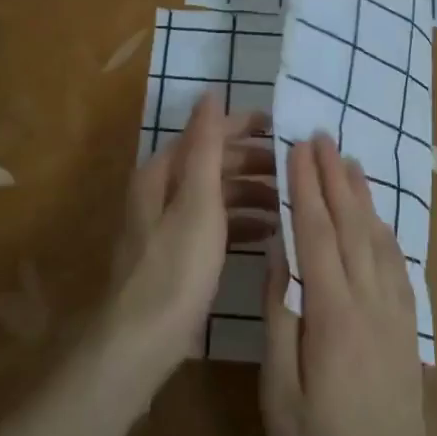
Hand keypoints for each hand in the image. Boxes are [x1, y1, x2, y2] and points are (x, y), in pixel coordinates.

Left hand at [102, 94, 273, 377]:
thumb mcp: (197, 200)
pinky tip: (268, 233)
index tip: (283, 128)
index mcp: (163, 173)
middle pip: (214, 164)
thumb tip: (210, 93)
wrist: (142, 342)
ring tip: (288, 203)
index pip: (208, 134)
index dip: (243, 126)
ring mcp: (171, 226)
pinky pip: (216, 225)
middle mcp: (163, 192)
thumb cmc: (176, 266)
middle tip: (294, 170)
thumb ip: (206, 145)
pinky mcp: (180, 255)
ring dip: (251, 194)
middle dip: (253, 163)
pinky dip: (241, 223)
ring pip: (217, 196)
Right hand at [261, 134, 435, 435]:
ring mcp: (395, 313)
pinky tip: (378, 218)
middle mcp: (371, 302)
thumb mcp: (280, 392)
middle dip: (334, 176)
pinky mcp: (408, 329)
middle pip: (351, 224)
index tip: (298, 146)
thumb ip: (280, 316)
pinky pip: (397, 264)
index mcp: (334, 314)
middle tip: (322, 136)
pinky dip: (384, 230)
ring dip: (362, 195)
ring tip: (349, 161)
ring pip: (378, 238)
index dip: (307, 186)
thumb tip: (279, 253)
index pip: (318, 233)